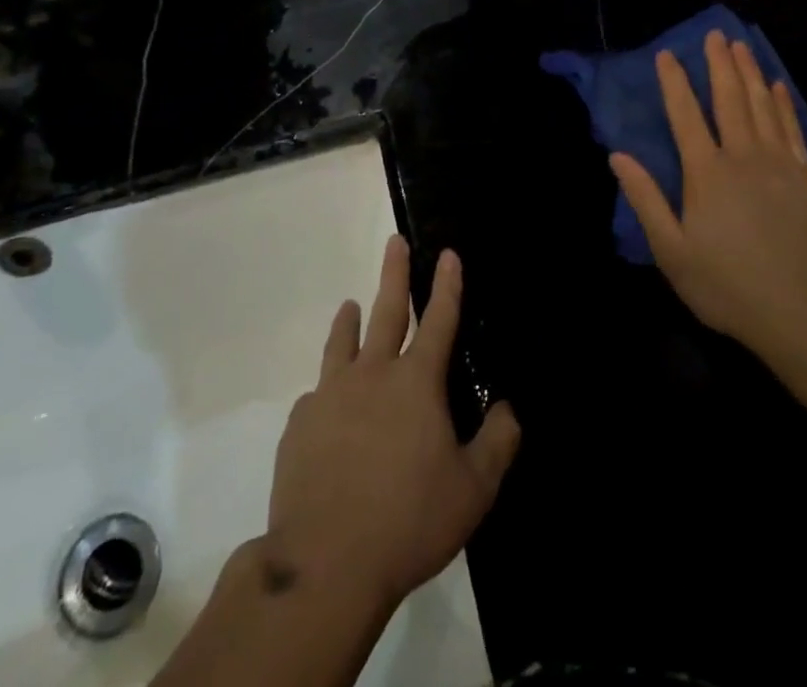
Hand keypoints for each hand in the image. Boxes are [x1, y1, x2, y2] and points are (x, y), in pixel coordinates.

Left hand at [266, 236, 520, 610]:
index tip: (447, 253)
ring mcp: (331, 395)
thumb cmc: (409, 522)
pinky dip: (327, 389)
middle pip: (387, 311)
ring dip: (350, 320)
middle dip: (395, 273)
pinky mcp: (300, 424)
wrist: (325, 564)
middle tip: (394, 242)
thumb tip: (507, 408)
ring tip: (350, 304)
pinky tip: (326, 403)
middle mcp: (373, 374)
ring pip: (342, 343)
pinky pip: (316, 395)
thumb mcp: (473, 490)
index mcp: (417, 383)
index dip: (447, 285)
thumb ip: (497, 443)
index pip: (440, 320)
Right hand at [611, 32, 806, 358]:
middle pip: (729, 99)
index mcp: (706, 173)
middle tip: (715, 34)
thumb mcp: (672, 251)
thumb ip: (646, 199)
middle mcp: (743, 156)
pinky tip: (779, 88)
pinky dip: (784, 104)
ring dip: (751, 74)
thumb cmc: (728, 285)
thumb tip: (618, 156)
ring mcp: (781, 164)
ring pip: (763, 106)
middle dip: (719, 64)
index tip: (666, 54)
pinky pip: (794, 129)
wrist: (804, 311)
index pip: (685, 115)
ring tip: (743, 47)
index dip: (674, 83)